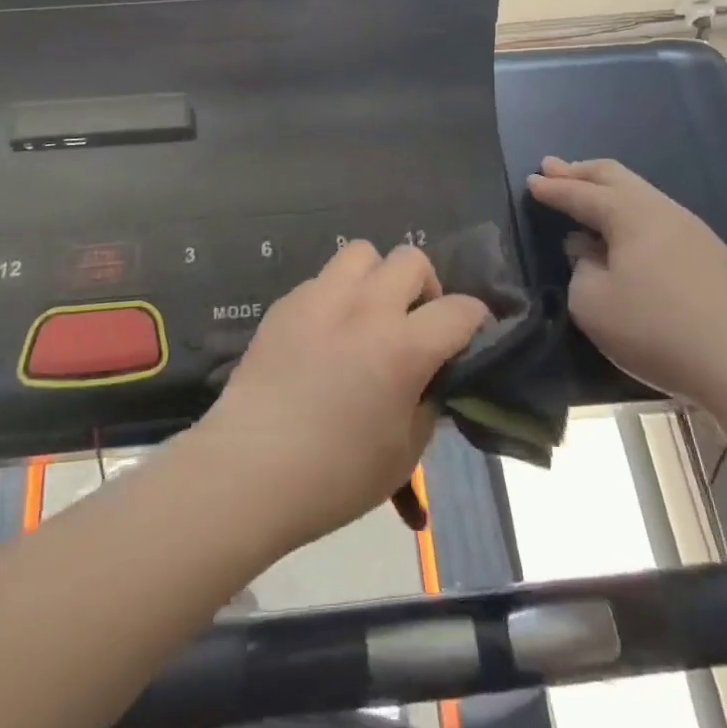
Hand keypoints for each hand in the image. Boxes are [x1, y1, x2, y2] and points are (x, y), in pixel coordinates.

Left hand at [196, 241, 488, 551]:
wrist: (250, 468)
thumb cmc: (335, 474)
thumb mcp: (404, 453)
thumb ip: (427, 402)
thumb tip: (430, 376)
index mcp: (403, 346)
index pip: (460, 310)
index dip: (476, 320)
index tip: (472, 336)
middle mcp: (366, 307)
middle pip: (412, 259)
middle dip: (425, 287)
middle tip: (415, 322)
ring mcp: (321, 297)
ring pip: (363, 252)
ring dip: (377, 277)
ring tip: (369, 313)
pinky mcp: (287, 302)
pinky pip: (323, 279)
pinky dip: (337, 296)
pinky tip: (325, 334)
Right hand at [528, 157, 726, 405]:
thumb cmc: (657, 329)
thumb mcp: (593, 304)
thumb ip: (580, 270)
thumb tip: (588, 252)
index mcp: (630, 214)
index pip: (582, 192)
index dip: (553, 187)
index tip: (531, 181)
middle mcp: (662, 210)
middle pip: (616, 177)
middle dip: (581, 171)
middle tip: (553, 167)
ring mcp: (693, 230)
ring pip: (641, 195)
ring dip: (608, 191)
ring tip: (587, 196)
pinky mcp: (713, 256)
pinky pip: (659, 218)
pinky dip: (631, 214)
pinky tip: (626, 236)